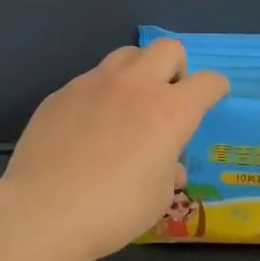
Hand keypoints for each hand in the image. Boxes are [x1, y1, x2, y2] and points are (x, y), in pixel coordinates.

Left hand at [0, 39, 230, 260]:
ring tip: (128, 104)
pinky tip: (88, 126)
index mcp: (170, 111)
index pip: (207, 82)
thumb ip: (168, 172)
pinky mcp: (62, 92)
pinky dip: (101, 94)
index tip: (213, 97)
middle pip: (168, 49)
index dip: (216, 88)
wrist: (44, 211)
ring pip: (126, 55)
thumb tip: (170, 167)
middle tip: (168, 96)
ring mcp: (95, 83)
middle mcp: (136, 85)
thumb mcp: (157, 198)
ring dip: (138, 72)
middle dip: (177, 67)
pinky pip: (91, 80)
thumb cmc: (113, 210)